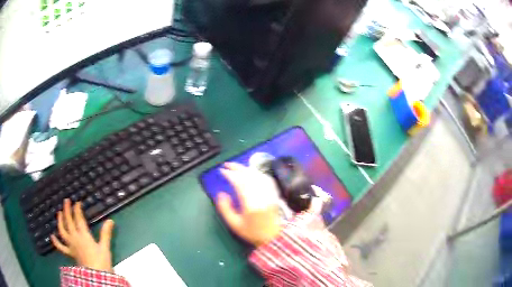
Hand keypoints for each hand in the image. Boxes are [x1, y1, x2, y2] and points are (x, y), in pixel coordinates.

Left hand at [51, 199, 114, 271]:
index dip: (77, 209)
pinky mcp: (69, 253)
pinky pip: (61, 247)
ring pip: (62, 230)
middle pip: (68, 221)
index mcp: (84, 235)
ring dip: (60, 221)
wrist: (95, 277)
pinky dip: (56, 241)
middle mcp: (75, 238)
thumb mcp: (105, 248)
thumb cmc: (101, 262)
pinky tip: (52, 236)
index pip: (78, 219)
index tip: (78, 202)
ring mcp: (71, 245)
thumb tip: (110, 220)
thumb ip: (106, 234)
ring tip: (59, 213)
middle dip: (67, 210)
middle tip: (66, 201)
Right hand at [216, 162, 281, 246]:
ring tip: (236, 167)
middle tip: (227, 165)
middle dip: (237, 168)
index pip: (240, 183)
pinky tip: (250, 172)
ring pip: (257, 175)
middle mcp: (261, 196)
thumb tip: (221, 194)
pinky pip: (265, 179)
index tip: (222, 171)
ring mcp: (269, 194)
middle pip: (249, 176)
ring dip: (246, 169)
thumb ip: (225, 209)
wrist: (273, 237)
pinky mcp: (273, 194)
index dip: (230, 175)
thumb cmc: (252, 232)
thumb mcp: (234, 224)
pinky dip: (256, 173)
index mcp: (250, 204)